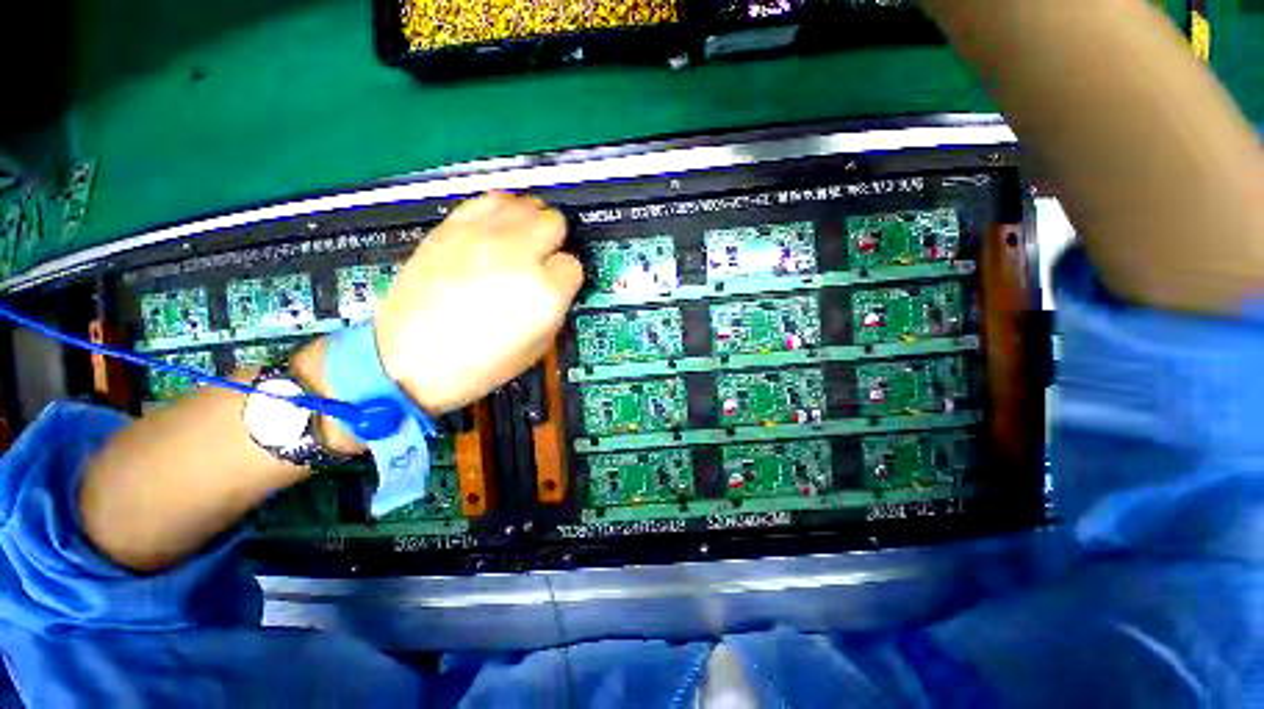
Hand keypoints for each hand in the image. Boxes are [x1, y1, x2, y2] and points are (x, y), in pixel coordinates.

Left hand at [373, 192, 583, 414]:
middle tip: (541, 260)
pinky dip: (500, 212)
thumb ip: (555, 308)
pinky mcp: (452, 228)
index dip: (566, 277)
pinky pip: (489, 200)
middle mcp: (519, 254)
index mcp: (544, 291)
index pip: (573, 265)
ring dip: (530, 222)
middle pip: (554, 222)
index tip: (555, 285)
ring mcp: (483, 236)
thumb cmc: (480, 364)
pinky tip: (496, 230)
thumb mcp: (537, 347)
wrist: (409, 359)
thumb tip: (556, 284)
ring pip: (525, 203)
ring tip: (520, 242)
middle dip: (554, 242)